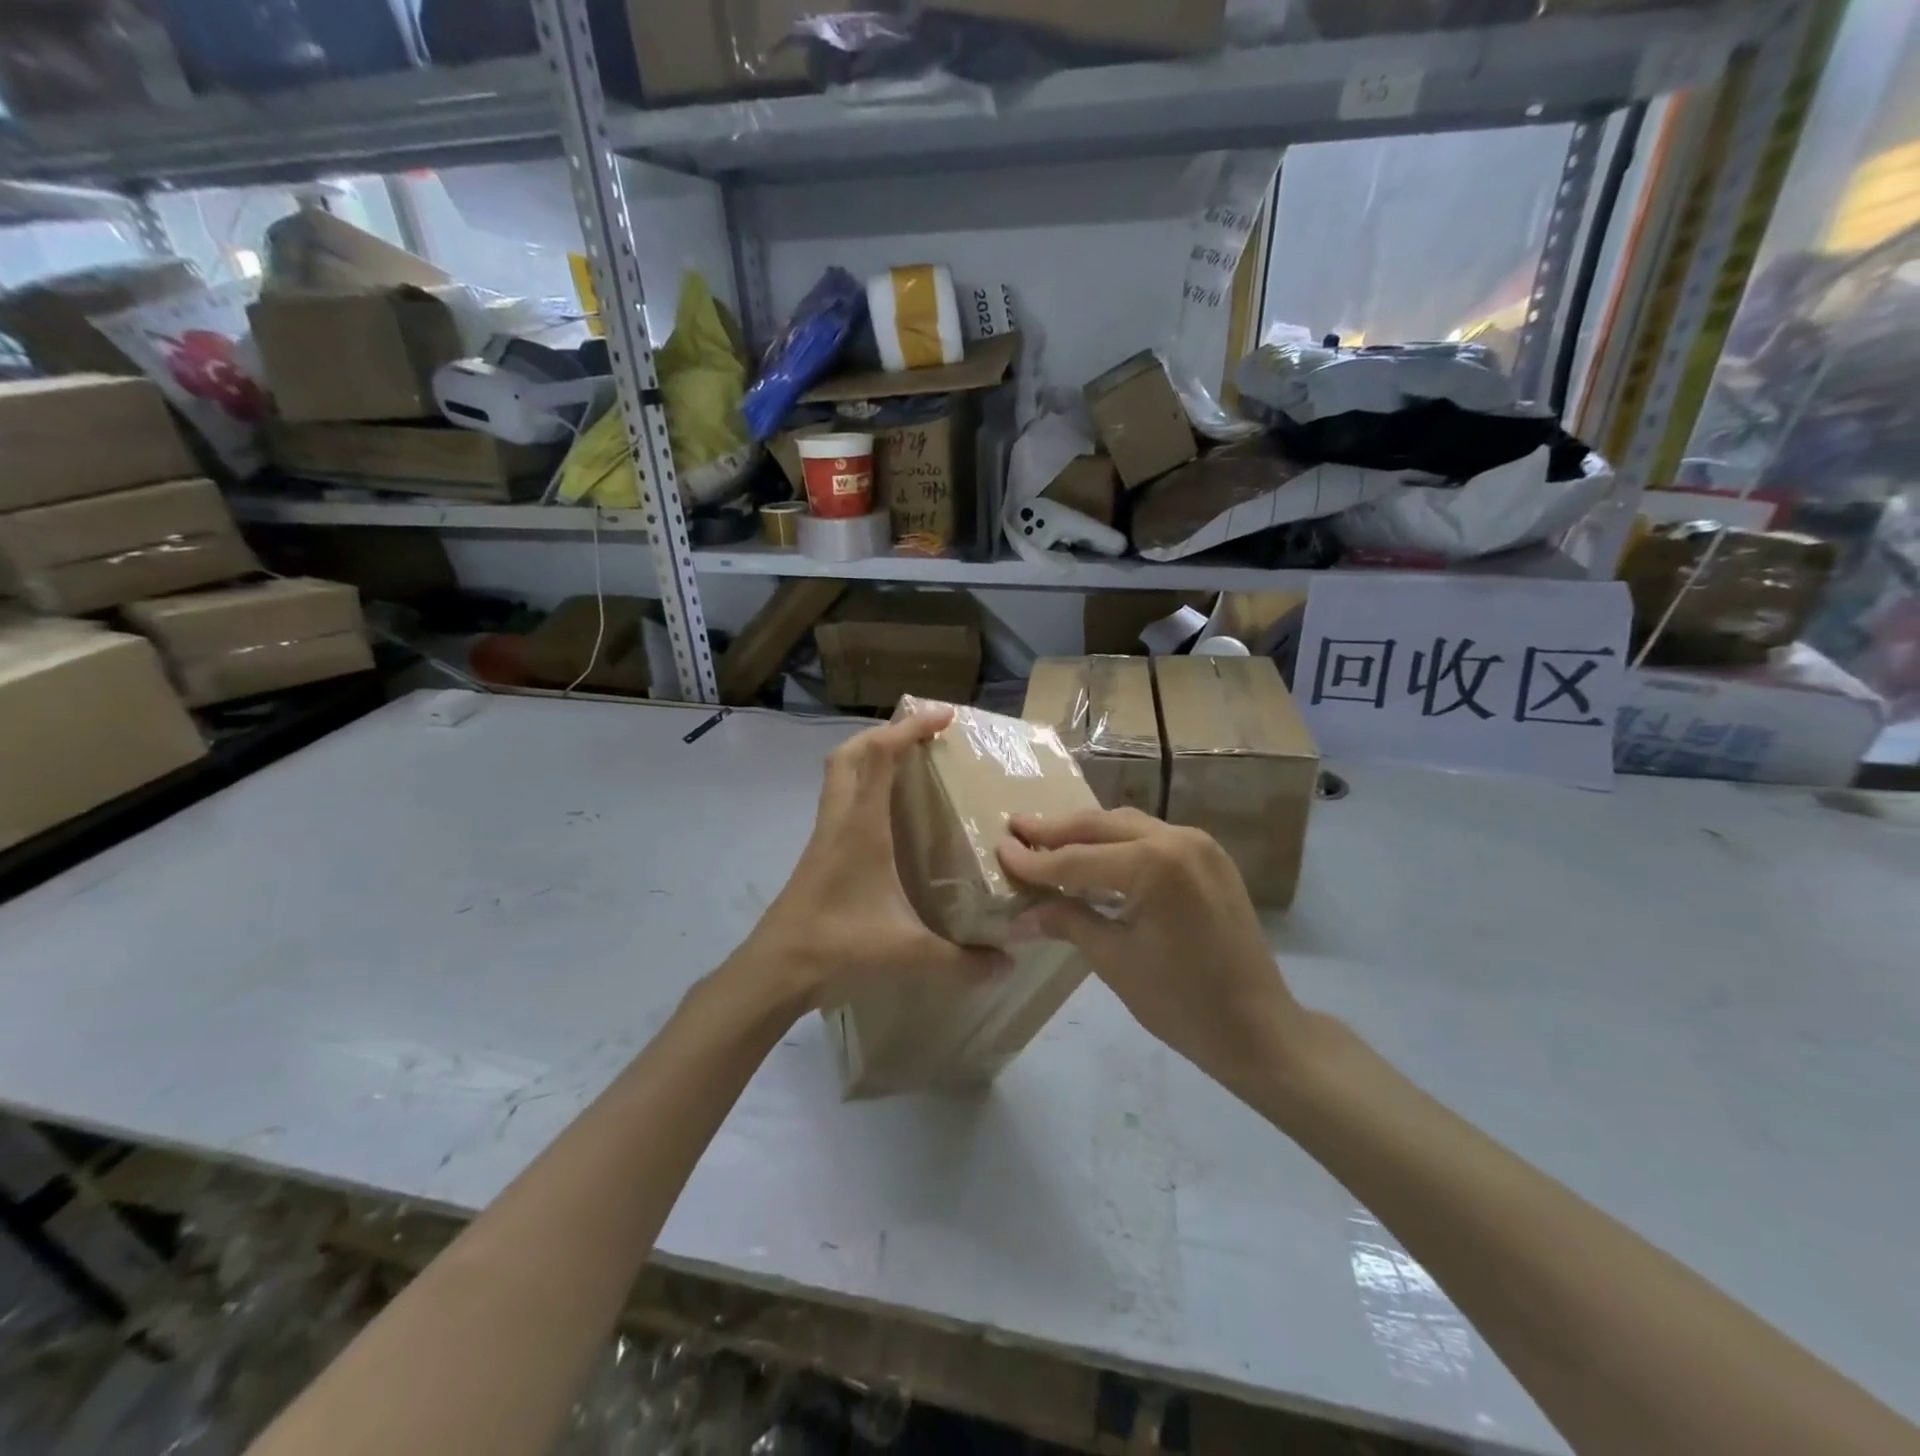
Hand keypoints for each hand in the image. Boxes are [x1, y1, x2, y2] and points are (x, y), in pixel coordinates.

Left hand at [740, 707, 1006, 1013]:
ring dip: (870, 756)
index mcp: (860, 826)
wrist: (775, 970)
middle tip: (923, 736)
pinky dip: (864, 785)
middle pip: (852, 753)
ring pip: (840, 773)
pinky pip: (840, 798)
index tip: (944, 716)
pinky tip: (888, 812)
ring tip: (908, 763)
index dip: (910, 728)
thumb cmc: (837, 947)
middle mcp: (839, 819)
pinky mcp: (819, 851)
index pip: (879, 755)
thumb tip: (1007, 965)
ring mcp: (824, 834)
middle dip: (886, 733)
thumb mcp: (906, 952)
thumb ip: (960, 959)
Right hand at [998, 809, 1309, 1096]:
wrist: (1258, 1029)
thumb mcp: (1115, 960)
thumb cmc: (1181, 1003)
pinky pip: (1151, 837)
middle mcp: (1178, 839)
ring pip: (1127, 825)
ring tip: (1046, 837)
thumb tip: (1019, 915)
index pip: (1078, 858)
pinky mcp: (1209, 857)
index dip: (1034, 859)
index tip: (999, 848)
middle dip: (1056, 829)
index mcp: (1154, 865)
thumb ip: (1067, 921)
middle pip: (1101, 826)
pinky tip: (1094, 855)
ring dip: (1086, 832)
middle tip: (1016, 827)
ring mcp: (1199, 844)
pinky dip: (1118, 843)